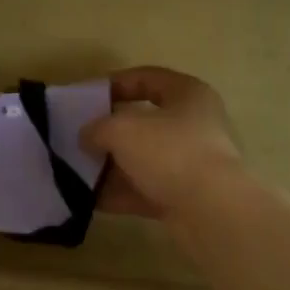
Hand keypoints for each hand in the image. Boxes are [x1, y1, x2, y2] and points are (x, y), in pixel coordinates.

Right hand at [80, 66, 244, 219]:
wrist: (211, 212)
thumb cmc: (170, 152)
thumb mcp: (122, 129)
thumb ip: (98, 127)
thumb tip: (87, 136)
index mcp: (188, 94)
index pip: (146, 77)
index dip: (114, 84)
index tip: (86, 98)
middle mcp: (194, 124)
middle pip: (144, 121)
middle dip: (110, 130)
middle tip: (80, 137)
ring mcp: (191, 162)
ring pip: (143, 158)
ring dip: (112, 165)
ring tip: (78, 170)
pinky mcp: (185, 196)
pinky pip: (146, 189)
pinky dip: (121, 193)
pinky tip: (90, 199)